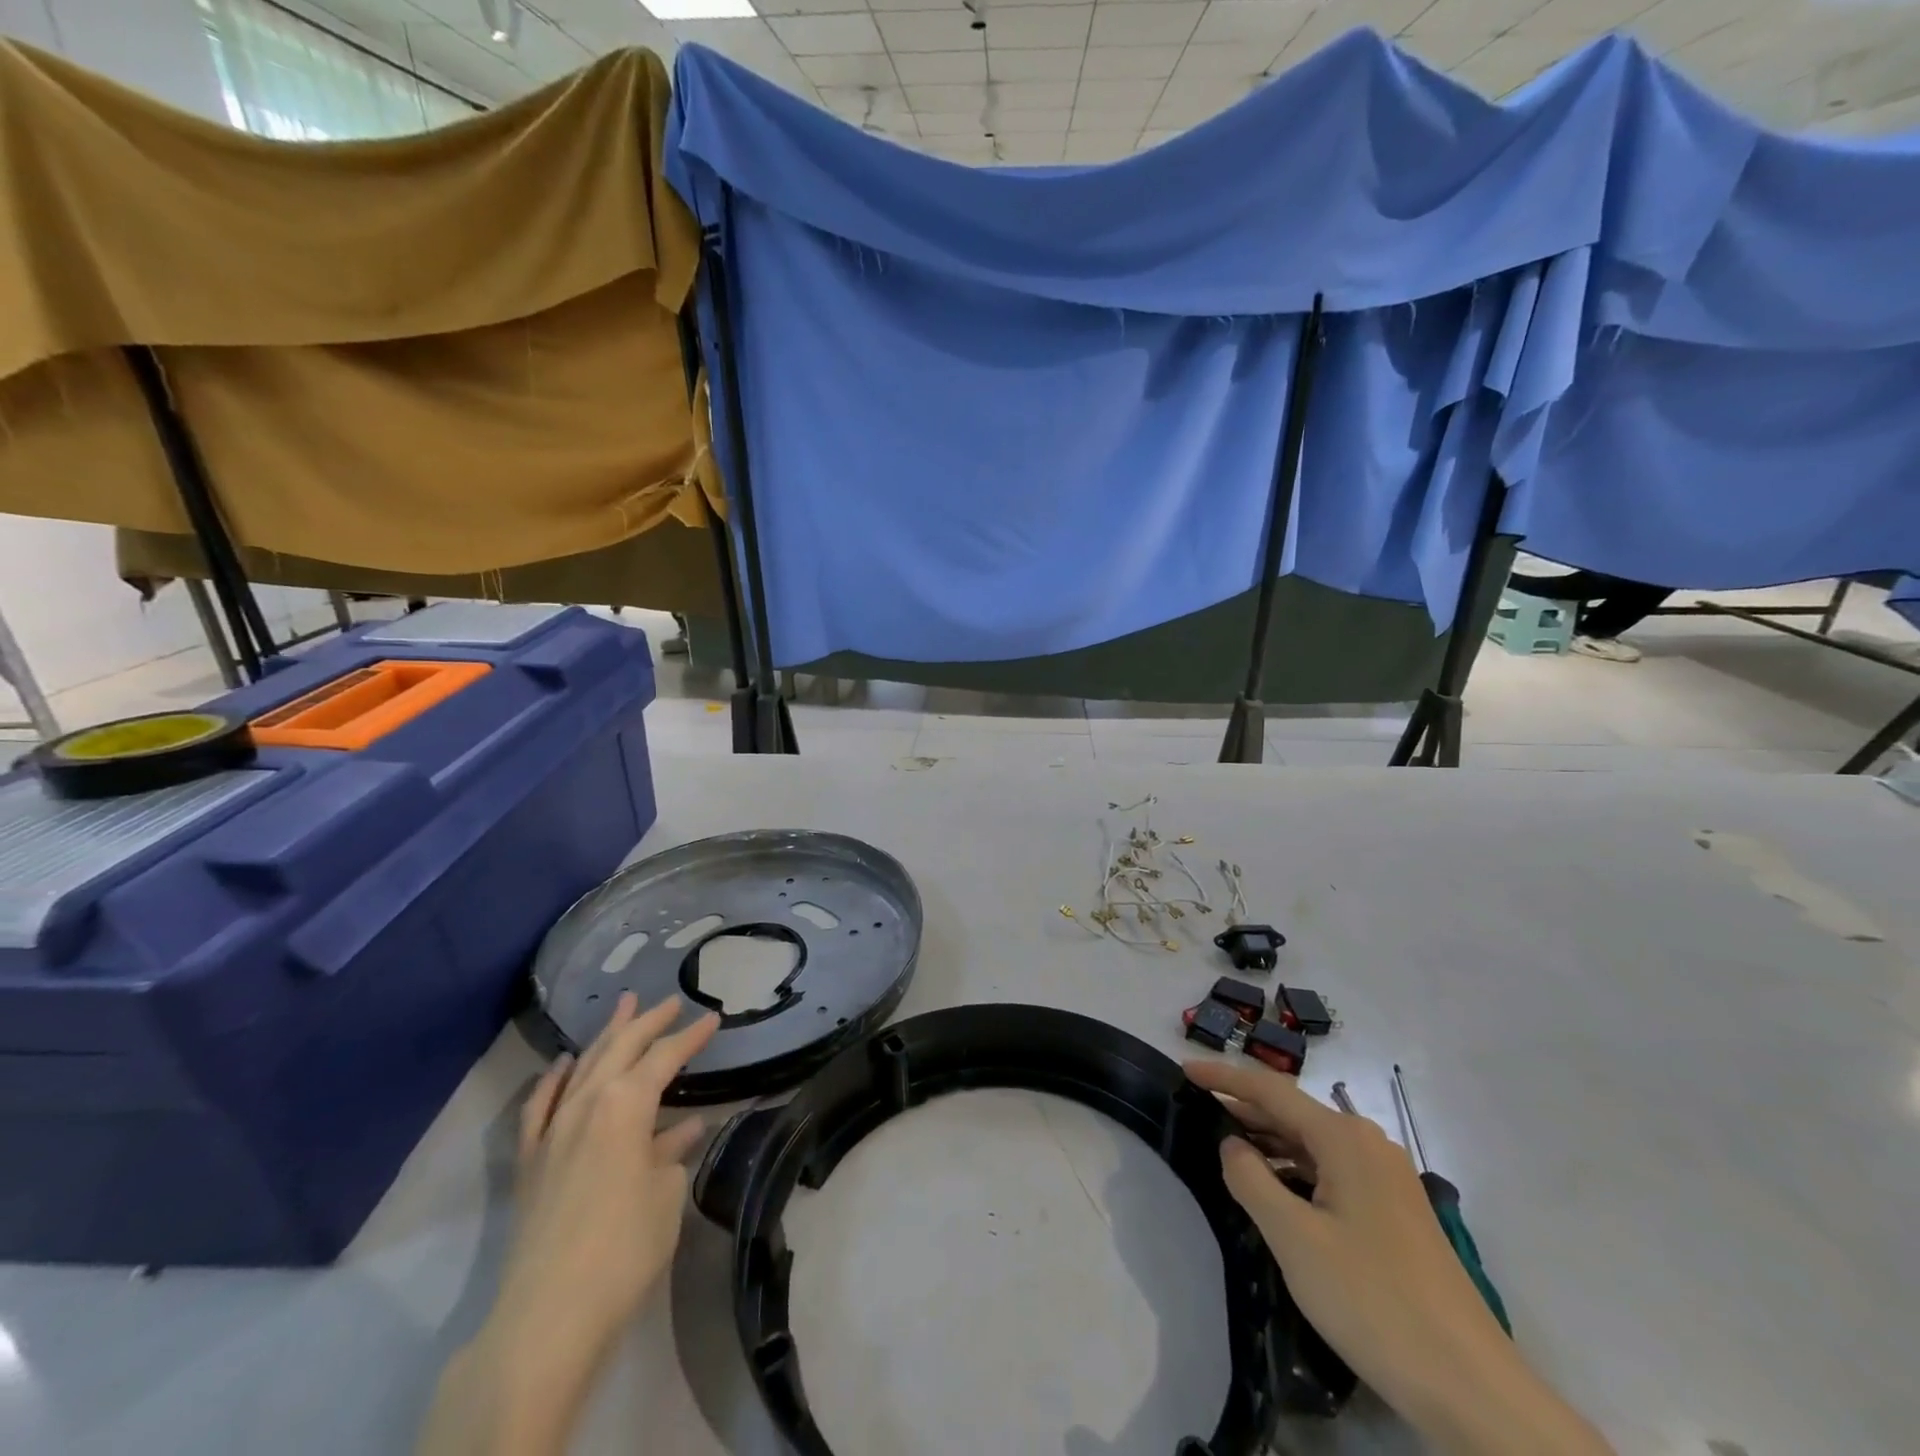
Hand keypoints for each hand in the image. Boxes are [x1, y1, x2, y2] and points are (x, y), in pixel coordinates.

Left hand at [419, 993, 717, 1455]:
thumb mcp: (665, 1194)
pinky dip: (552, 1079)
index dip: (691, 1037)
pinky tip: (561, 1064)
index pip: (665, 1057)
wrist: (548, 1314)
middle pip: (620, 1048)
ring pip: (581, 1066)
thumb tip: (681, 1130)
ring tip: (623, 1007)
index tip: (712, 1018)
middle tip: (669, 1001)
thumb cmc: (625, 1247)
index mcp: (626, 1104)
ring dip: (605, 1036)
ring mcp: (552, 1130)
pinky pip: (540, 1105)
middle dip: (647, 1021)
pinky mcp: (530, 1160)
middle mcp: (587, 1104)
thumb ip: (671, 1152)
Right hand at [1185, 1060, 1613, 1455]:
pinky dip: (1296, 1169)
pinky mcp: (1395, 1211)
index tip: (1184, 1070)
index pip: (1270, 1090)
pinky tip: (1275, 1188)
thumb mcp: (1294, 1238)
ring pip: (1313, 1144)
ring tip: (1226, 1147)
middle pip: (1292, 1113)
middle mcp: (1368, 1144)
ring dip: (1269, 1141)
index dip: (1224, 1077)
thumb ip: (1250, 1179)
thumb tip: (1232, 1145)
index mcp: (1344, 1138)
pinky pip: (1332, 1171)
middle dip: (1244, 1109)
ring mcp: (1387, 1178)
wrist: (1471, 1386)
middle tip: (1197, 1109)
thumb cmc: (1372, 1300)